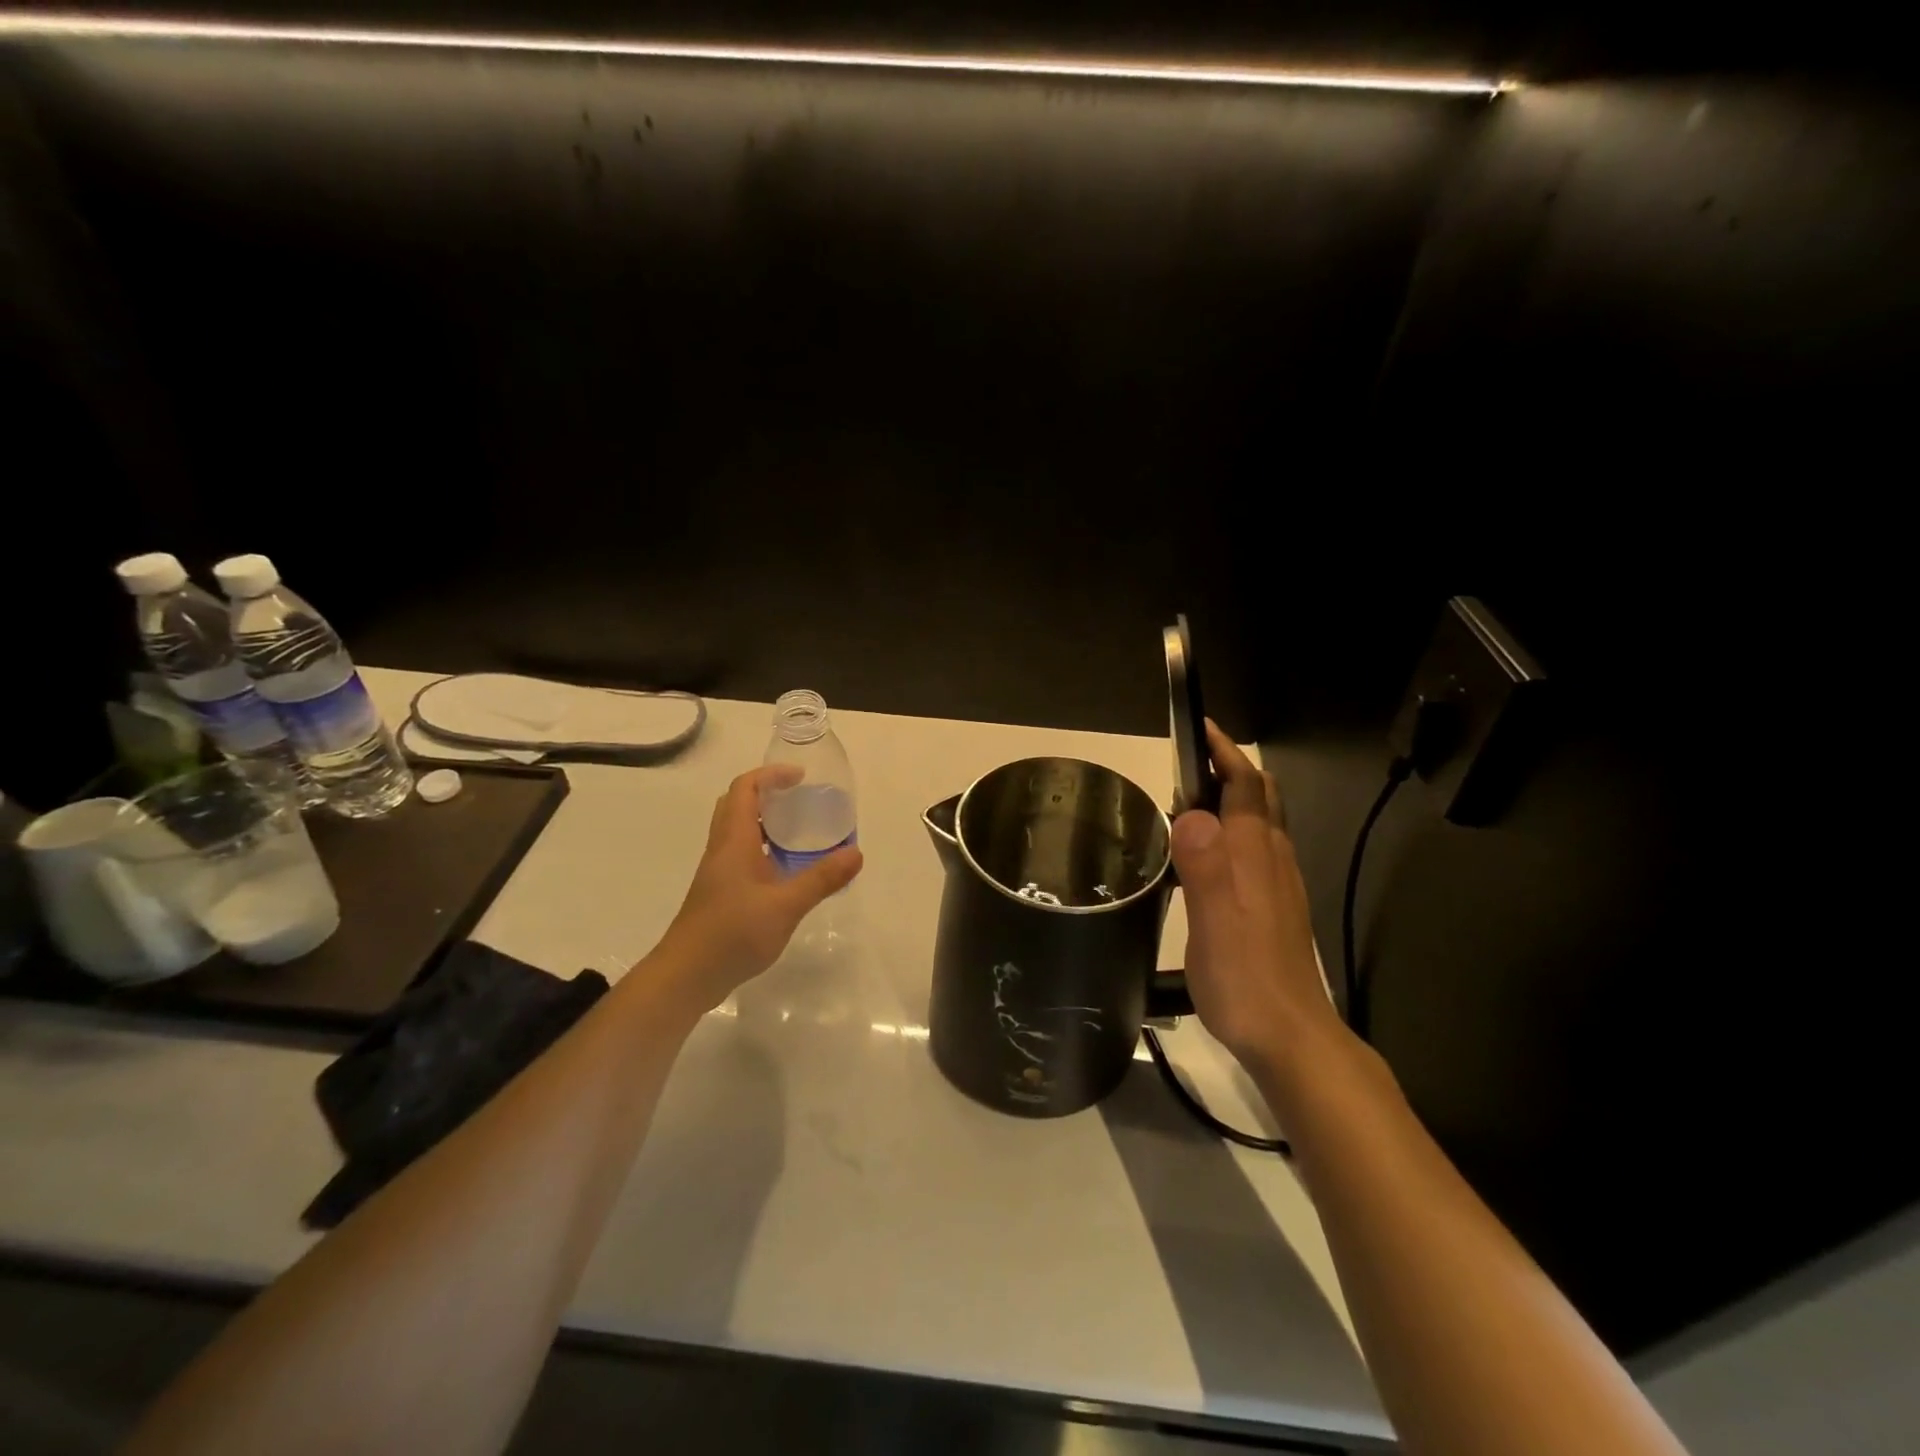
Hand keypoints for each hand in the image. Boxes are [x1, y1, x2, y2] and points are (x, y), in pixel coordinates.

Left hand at [655, 765, 863, 1009]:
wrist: (686, 976)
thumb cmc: (732, 934)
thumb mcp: (785, 906)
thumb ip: (821, 879)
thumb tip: (856, 853)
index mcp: (733, 841)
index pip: (745, 789)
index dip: (770, 775)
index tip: (801, 778)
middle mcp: (722, 850)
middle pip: (737, 804)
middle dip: (767, 793)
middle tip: (799, 799)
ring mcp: (718, 872)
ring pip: (737, 831)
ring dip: (764, 821)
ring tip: (799, 830)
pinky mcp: (719, 893)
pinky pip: (740, 854)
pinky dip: (762, 848)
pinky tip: (785, 870)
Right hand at [1171, 722, 1341, 1071]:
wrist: (1289, 1036)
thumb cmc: (1244, 976)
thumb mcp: (1213, 921)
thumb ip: (1204, 865)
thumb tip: (1190, 812)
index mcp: (1255, 853)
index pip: (1245, 785)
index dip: (1224, 752)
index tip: (1200, 727)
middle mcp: (1273, 859)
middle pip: (1260, 797)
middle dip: (1230, 770)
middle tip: (1189, 763)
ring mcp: (1279, 884)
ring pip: (1259, 824)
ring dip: (1230, 801)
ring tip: (1187, 804)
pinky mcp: (1275, 908)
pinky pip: (1255, 851)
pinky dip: (1232, 833)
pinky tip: (1207, 858)